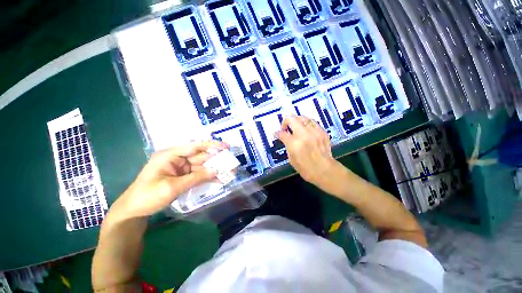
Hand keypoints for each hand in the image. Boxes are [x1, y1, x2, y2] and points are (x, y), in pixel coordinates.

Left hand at [111, 141, 227, 219]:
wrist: (134, 211)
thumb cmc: (148, 196)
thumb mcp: (173, 187)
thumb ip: (196, 178)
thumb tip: (216, 171)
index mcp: (170, 155)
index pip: (195, 146)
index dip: (212, 145)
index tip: (225, 147)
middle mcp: (177, 158)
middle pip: (201, 156)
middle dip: (216, 159)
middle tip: (231, 162)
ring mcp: (181, 168)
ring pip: (202, 166)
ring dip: (215, 169)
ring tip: (229, 172)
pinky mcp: (183, 176)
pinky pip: (198, 174)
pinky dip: (208, 177)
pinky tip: (219, 179)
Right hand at [276, 116, 337, 185]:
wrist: (325, 170)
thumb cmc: (306, 168)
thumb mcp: (291, 159)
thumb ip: (287, 146)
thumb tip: (285, 139)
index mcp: (294, 143)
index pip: (282, 133)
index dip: (277, 133)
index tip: (277, 134)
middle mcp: (304, 134)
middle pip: (291, 119)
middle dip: (286, 122)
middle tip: (286, 128)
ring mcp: (314, 132)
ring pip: (303, 117)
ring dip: (297, 121)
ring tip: (296, 127)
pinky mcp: (322, 132)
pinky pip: (312, 122)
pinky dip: (307, 124)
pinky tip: (306, 130)